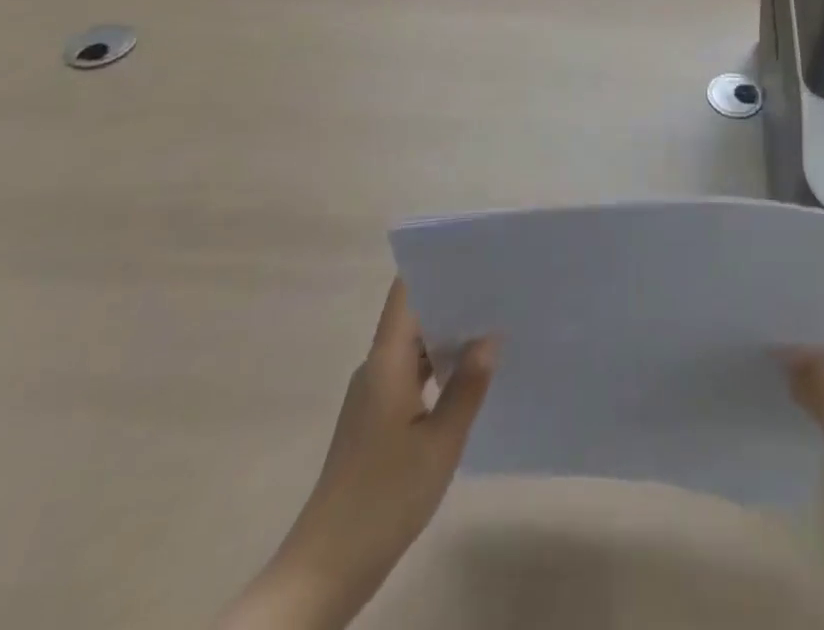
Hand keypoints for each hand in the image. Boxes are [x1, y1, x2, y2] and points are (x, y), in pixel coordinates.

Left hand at [218, 280, 496, 629]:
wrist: (325, 570)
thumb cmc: (384, 498)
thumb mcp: (440, 443)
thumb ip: (467, 385)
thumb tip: (490, 335)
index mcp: (386, 363)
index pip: (404, 293)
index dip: (434, 267)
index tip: (472, 254)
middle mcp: (376, 369)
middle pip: (412, 316)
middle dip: (452, 299)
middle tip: (499, 287)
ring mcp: (373, 396)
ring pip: (413, 348)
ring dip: (447, 335)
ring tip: (494, 324)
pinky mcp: (375, 422)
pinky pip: (410, 375)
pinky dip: (438, 367)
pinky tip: (468, 375)